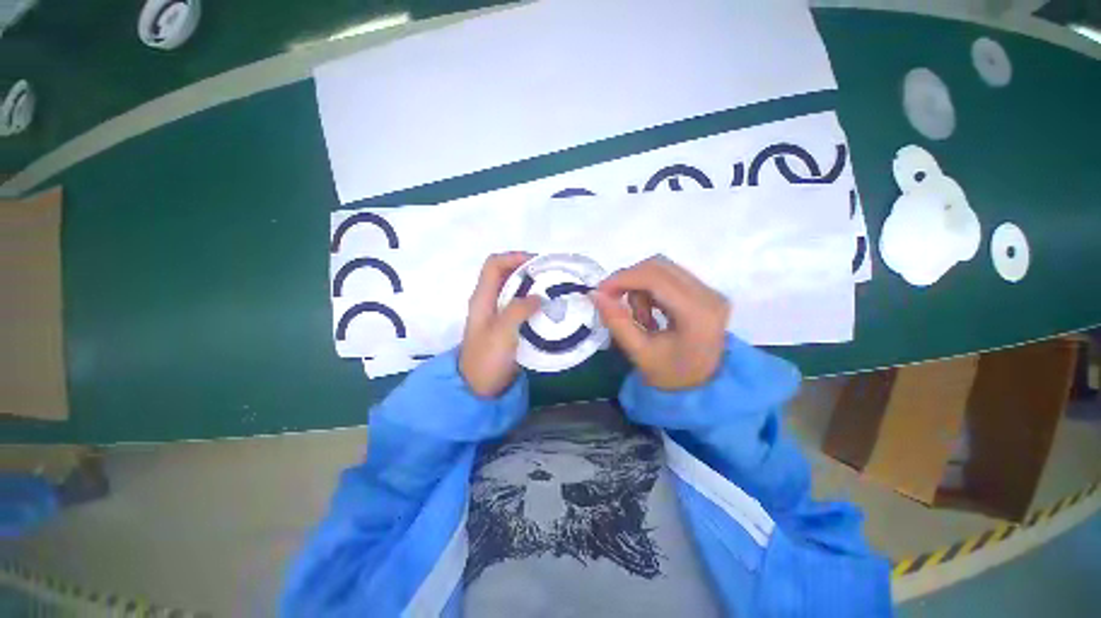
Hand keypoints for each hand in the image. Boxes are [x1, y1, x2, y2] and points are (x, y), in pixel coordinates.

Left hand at [460, 253, 542, 397]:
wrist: (480, 388)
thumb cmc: (487, 359)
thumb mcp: (502, 332)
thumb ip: (518, 309)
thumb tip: (538, 296)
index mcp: (482, 297)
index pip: (494, 264)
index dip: (514, 257)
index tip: (538, 264)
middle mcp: (489, 300)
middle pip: (507, 273)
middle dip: (528, 270)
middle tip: (551, 276)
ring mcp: (499, 313)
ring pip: (515, 289)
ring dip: (533, 286)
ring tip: (554, 289)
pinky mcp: (508, 325)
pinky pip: (521, 305)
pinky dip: (534, 302)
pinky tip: (549, 308)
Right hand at [592, 256, 729, 390]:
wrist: (703, 387)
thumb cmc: (670, 375)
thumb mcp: (639, 352)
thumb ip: (617, 322)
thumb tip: (595, 294)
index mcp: (697, 313)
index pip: (655, 278)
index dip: (623, 279)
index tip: (600, 291)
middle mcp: (708, 295)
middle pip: (659, 267)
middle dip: (628, 280)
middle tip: (612, 300)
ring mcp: (709, 291)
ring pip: (662, 269)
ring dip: (639, 286)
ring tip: (638, 316)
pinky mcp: (705, 291)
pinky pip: (669, 276)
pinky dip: (650, 288)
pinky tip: (649, 311)